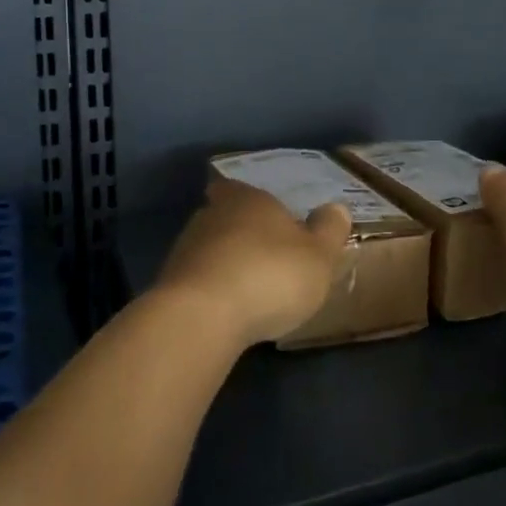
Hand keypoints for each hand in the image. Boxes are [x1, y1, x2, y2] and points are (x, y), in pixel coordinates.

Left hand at [156, 178, 352, 348]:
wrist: (201, 317)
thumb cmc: (269, 275)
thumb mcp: (318, 256)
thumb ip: (329, 231)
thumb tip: (336, 207)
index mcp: (248, 198)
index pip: (243, 188)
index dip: (253, 202)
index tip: (265, 217)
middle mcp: (212, 214)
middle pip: (226, 216)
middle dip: (242, 233)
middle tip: (264, 255)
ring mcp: (185, 249)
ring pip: (209, 248)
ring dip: (225, 264)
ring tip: (247, 288)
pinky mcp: (169, 285)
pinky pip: (197, 281)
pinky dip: (211, 291)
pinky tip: (226, 311)